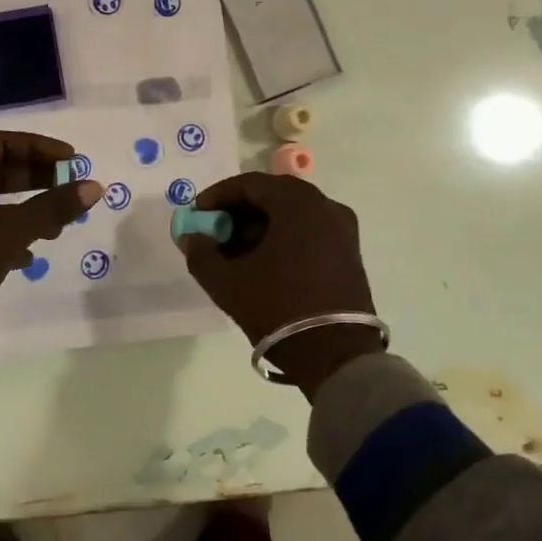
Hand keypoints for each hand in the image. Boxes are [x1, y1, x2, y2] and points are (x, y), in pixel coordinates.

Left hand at [0, 131, 100, 336]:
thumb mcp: (12, 229)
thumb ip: (54, 207)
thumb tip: (94, 186)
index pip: (2, 142)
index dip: (39, 148)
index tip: (70, 161)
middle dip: (36, 179)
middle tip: (67, 188)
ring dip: (24, 210)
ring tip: (54, 228)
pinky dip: (4, 235)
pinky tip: (25, 256)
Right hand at [177, 173, 380, 397]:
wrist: (337, 357)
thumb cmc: (279, 308)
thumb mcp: (228, 282)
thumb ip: (201, 253)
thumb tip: (192, 237)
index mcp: (298, 203)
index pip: (250, 184)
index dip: (218, 196)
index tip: (197, 216)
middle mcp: (325, 206)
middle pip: (273, 197)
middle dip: (238, 213)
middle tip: (213, 235)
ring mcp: (342, 231)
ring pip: (291, 217)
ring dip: (259, 229)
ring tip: (233, 255)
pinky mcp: (349, 255)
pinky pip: (308, 233)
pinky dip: (282, 240)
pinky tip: (262, 266)